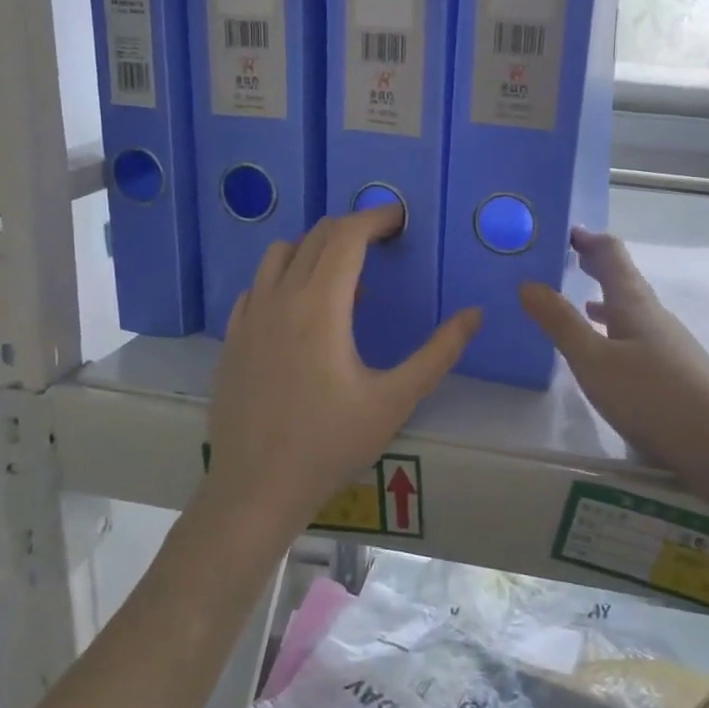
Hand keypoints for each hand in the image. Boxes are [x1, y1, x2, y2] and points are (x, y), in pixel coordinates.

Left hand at [205, 207, 481, 539]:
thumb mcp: (395, 401)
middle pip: (315, 237)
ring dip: (315, 248)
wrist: (255, 489)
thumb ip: (439, 353)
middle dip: (352, 228)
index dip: (376, 218)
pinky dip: (285, 277)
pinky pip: (259, 285)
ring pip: (280, 254)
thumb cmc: (330, 444)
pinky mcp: (232, 338)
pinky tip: (301, 310)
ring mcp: (249, 317)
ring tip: (344, 276)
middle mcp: (280, 298)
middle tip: (382, 243)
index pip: (347, 236)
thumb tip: (475, 314)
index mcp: (320, 306)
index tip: (400, 218)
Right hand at [520, 228, 708, 497]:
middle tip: (569, 256)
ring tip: (582, 298)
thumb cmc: (654, 397)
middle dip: (596, 264)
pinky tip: (609, 353)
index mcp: (634, 304)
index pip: (612, 255)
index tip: (564, 230)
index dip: (589, 239)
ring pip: (631, 310)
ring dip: (606, 298)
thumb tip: (527, 283)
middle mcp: (654, 316)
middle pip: (624, 279)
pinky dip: (616, 331)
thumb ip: (561, 323)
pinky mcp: (676, 373)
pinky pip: (637, 337)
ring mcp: (669, 345)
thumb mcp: (595, 361)